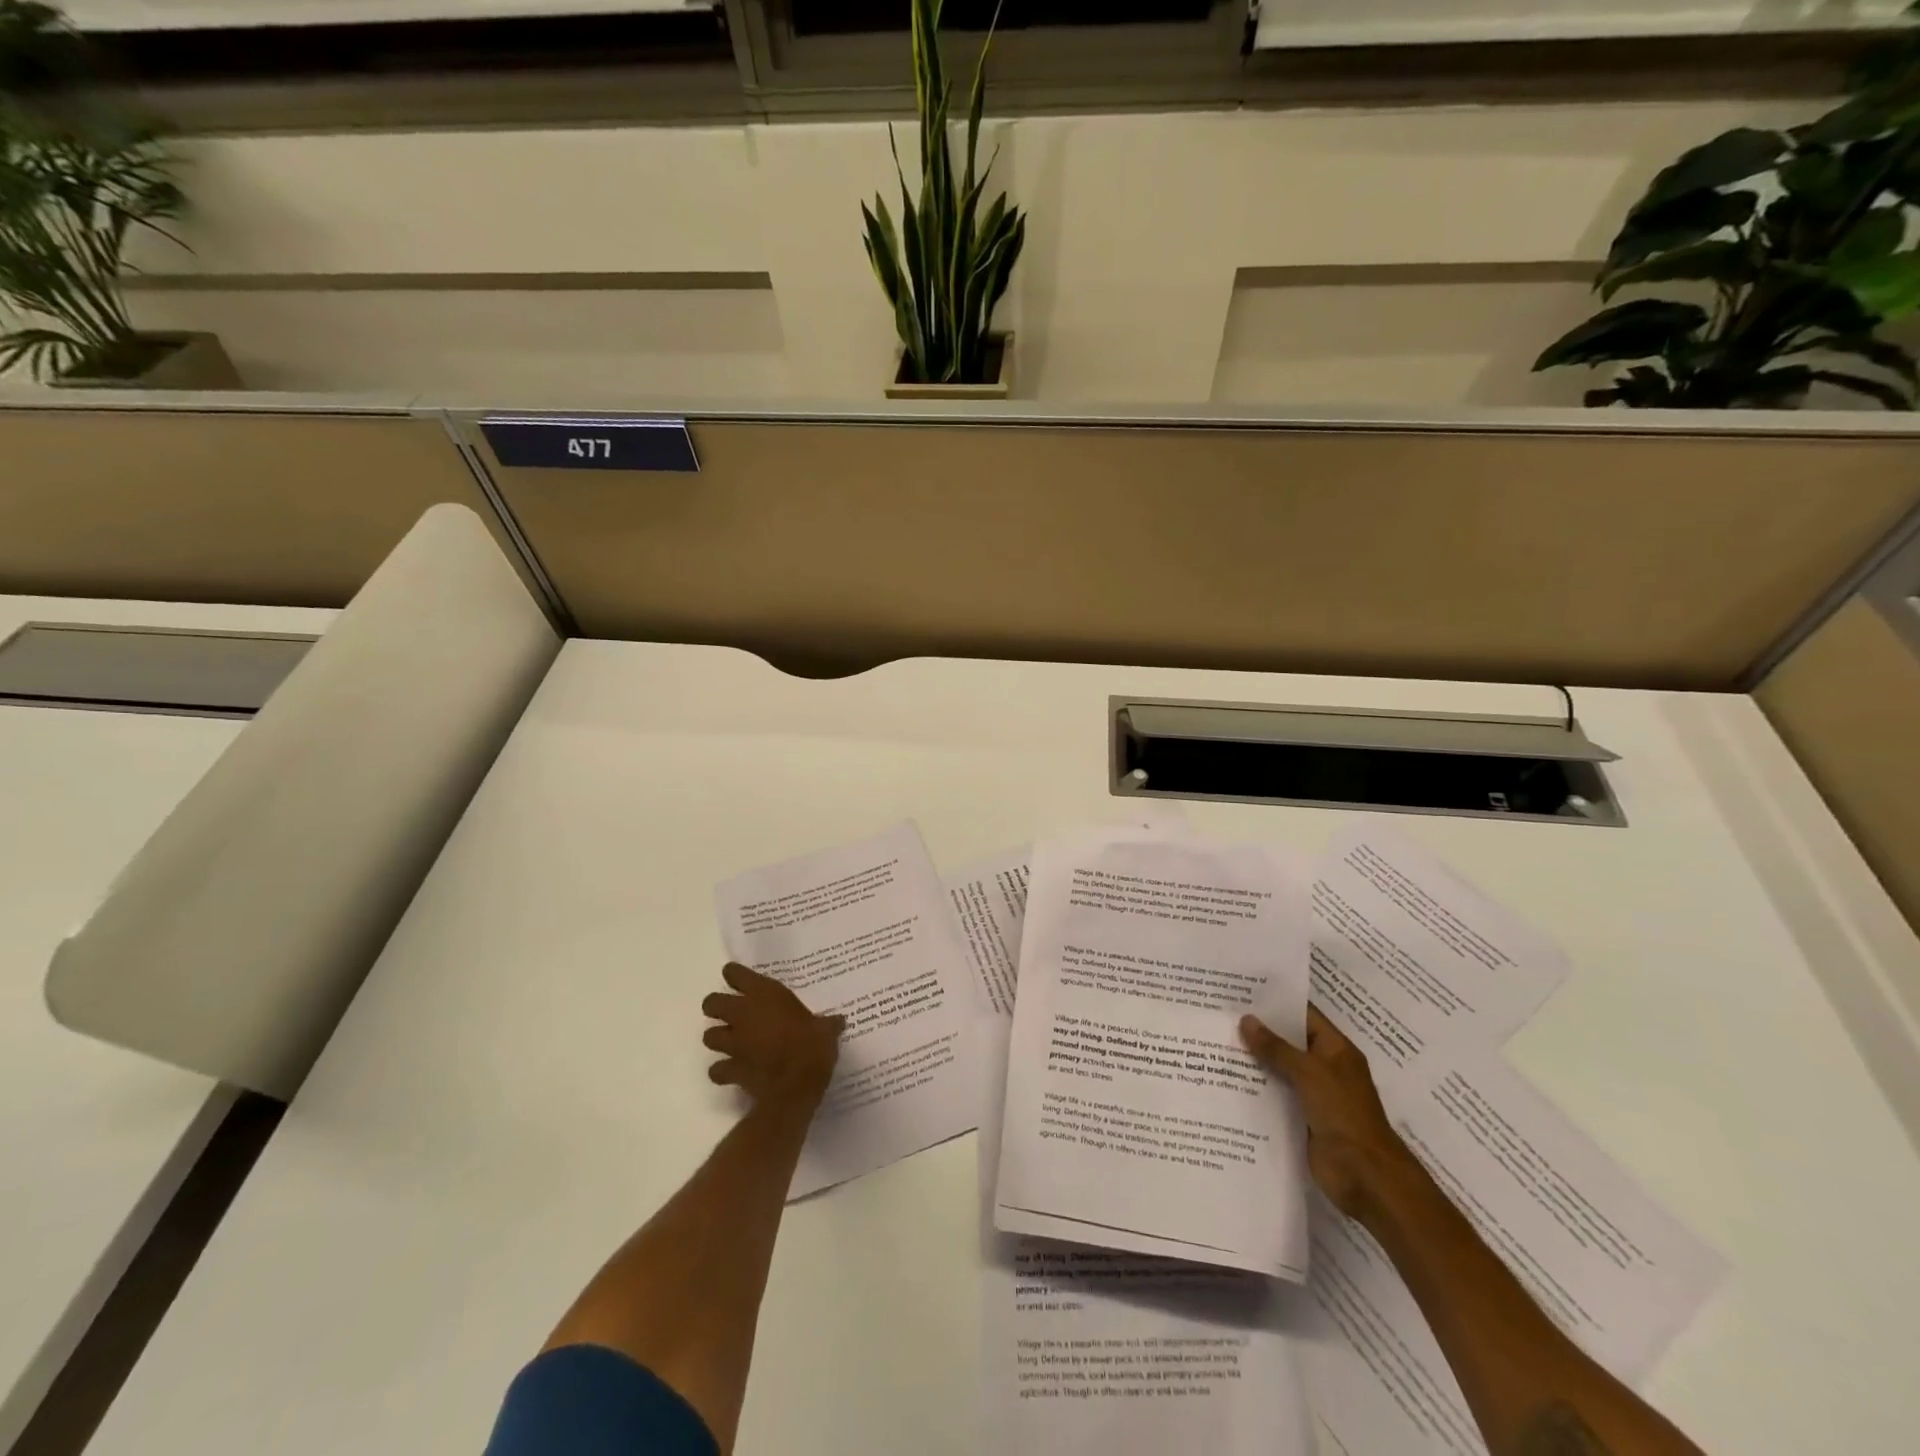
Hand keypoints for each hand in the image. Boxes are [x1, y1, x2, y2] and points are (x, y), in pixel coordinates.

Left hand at [701, 962, 844, 1115]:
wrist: (796, 1087)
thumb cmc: (812, 1047)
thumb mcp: (825, 1030)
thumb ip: (827, 1024)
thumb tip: (839, 1021)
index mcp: (764, 994)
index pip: (735, 973)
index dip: (735, 976)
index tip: (740, 981)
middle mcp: (743, 1014)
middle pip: (711, 1002)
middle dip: (717, 1007)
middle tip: (733, 1013)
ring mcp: (733, 1042)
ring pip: (708, 1035)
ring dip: (718, 1038)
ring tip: (732, 1042)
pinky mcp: (730, 1069)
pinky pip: (717, 1069)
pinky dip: (722, 1071)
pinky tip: (733, 1072)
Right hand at [1240, 1004, 1411, 1220]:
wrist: (1365, 1175)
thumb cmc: (1343, 1113)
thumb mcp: (1309, 1073)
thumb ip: (1276, 1048)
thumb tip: (1246, 1020)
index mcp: (1335, 1049)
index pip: (1303, 1015)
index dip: (1276, 1003)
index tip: (1242, 992)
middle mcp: (1325, 1067)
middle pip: (1288, 1042)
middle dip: (1258, 1031)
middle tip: (1220, 1014)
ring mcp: (1313, 1094)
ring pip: (1279, 1070)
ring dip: (1253, 1060)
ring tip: (1215, 1042)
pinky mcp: (1301, 1118)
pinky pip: (1275, 1096)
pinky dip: (1255, 1088)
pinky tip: (1226, 1079)